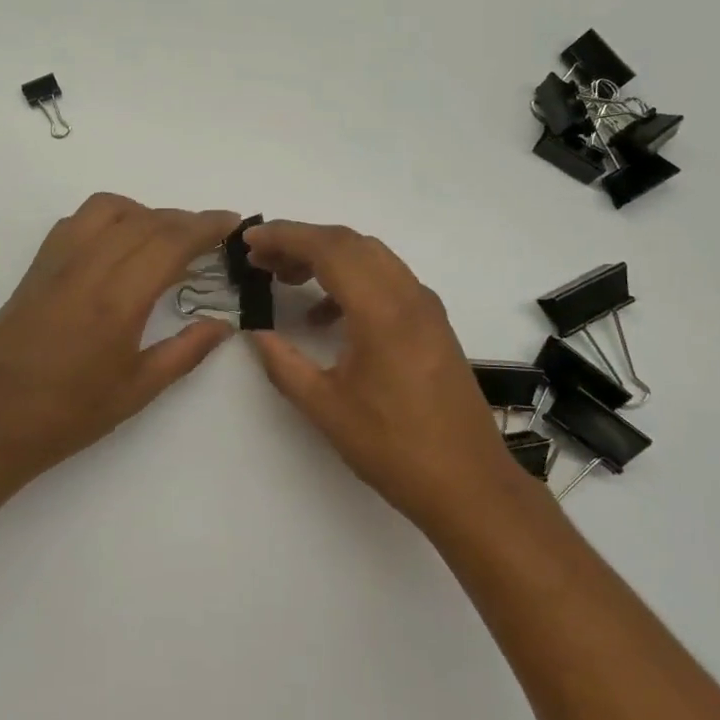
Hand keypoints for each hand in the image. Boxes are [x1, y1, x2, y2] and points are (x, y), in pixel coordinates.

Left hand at [0, 194, 243, 487]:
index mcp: (117, 300)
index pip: (170, 242)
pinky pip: (76, 222)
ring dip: (143, 211)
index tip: (232, 223)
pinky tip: (117, 246)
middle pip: (144, 220)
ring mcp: (56, 264)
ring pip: (106, 209)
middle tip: (210, 235)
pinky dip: (107, 218)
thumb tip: (224, 324)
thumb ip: (185, 351)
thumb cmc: (68, 415)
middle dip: (183, 219)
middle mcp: (86, 268)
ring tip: (163, 238)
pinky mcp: (36, 268)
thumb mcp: (137, 390)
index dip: (206, 226)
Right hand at [244, 221, 531, 535]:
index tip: (250, 239)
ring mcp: (427, 308)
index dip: (286, 236)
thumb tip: (255, 334)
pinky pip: (388, 281)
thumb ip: (284, 364)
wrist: (469, 484)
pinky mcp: (433, 324)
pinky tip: (326, 317)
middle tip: (262, 259)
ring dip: (328, 259)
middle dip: (302, 242)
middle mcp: (409, 296)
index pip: (329, 248)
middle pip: (351, 243)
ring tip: (287, 279)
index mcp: (382, 311)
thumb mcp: (326, 408)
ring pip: (372, 258)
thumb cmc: (394, 448)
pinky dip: (352, 282)